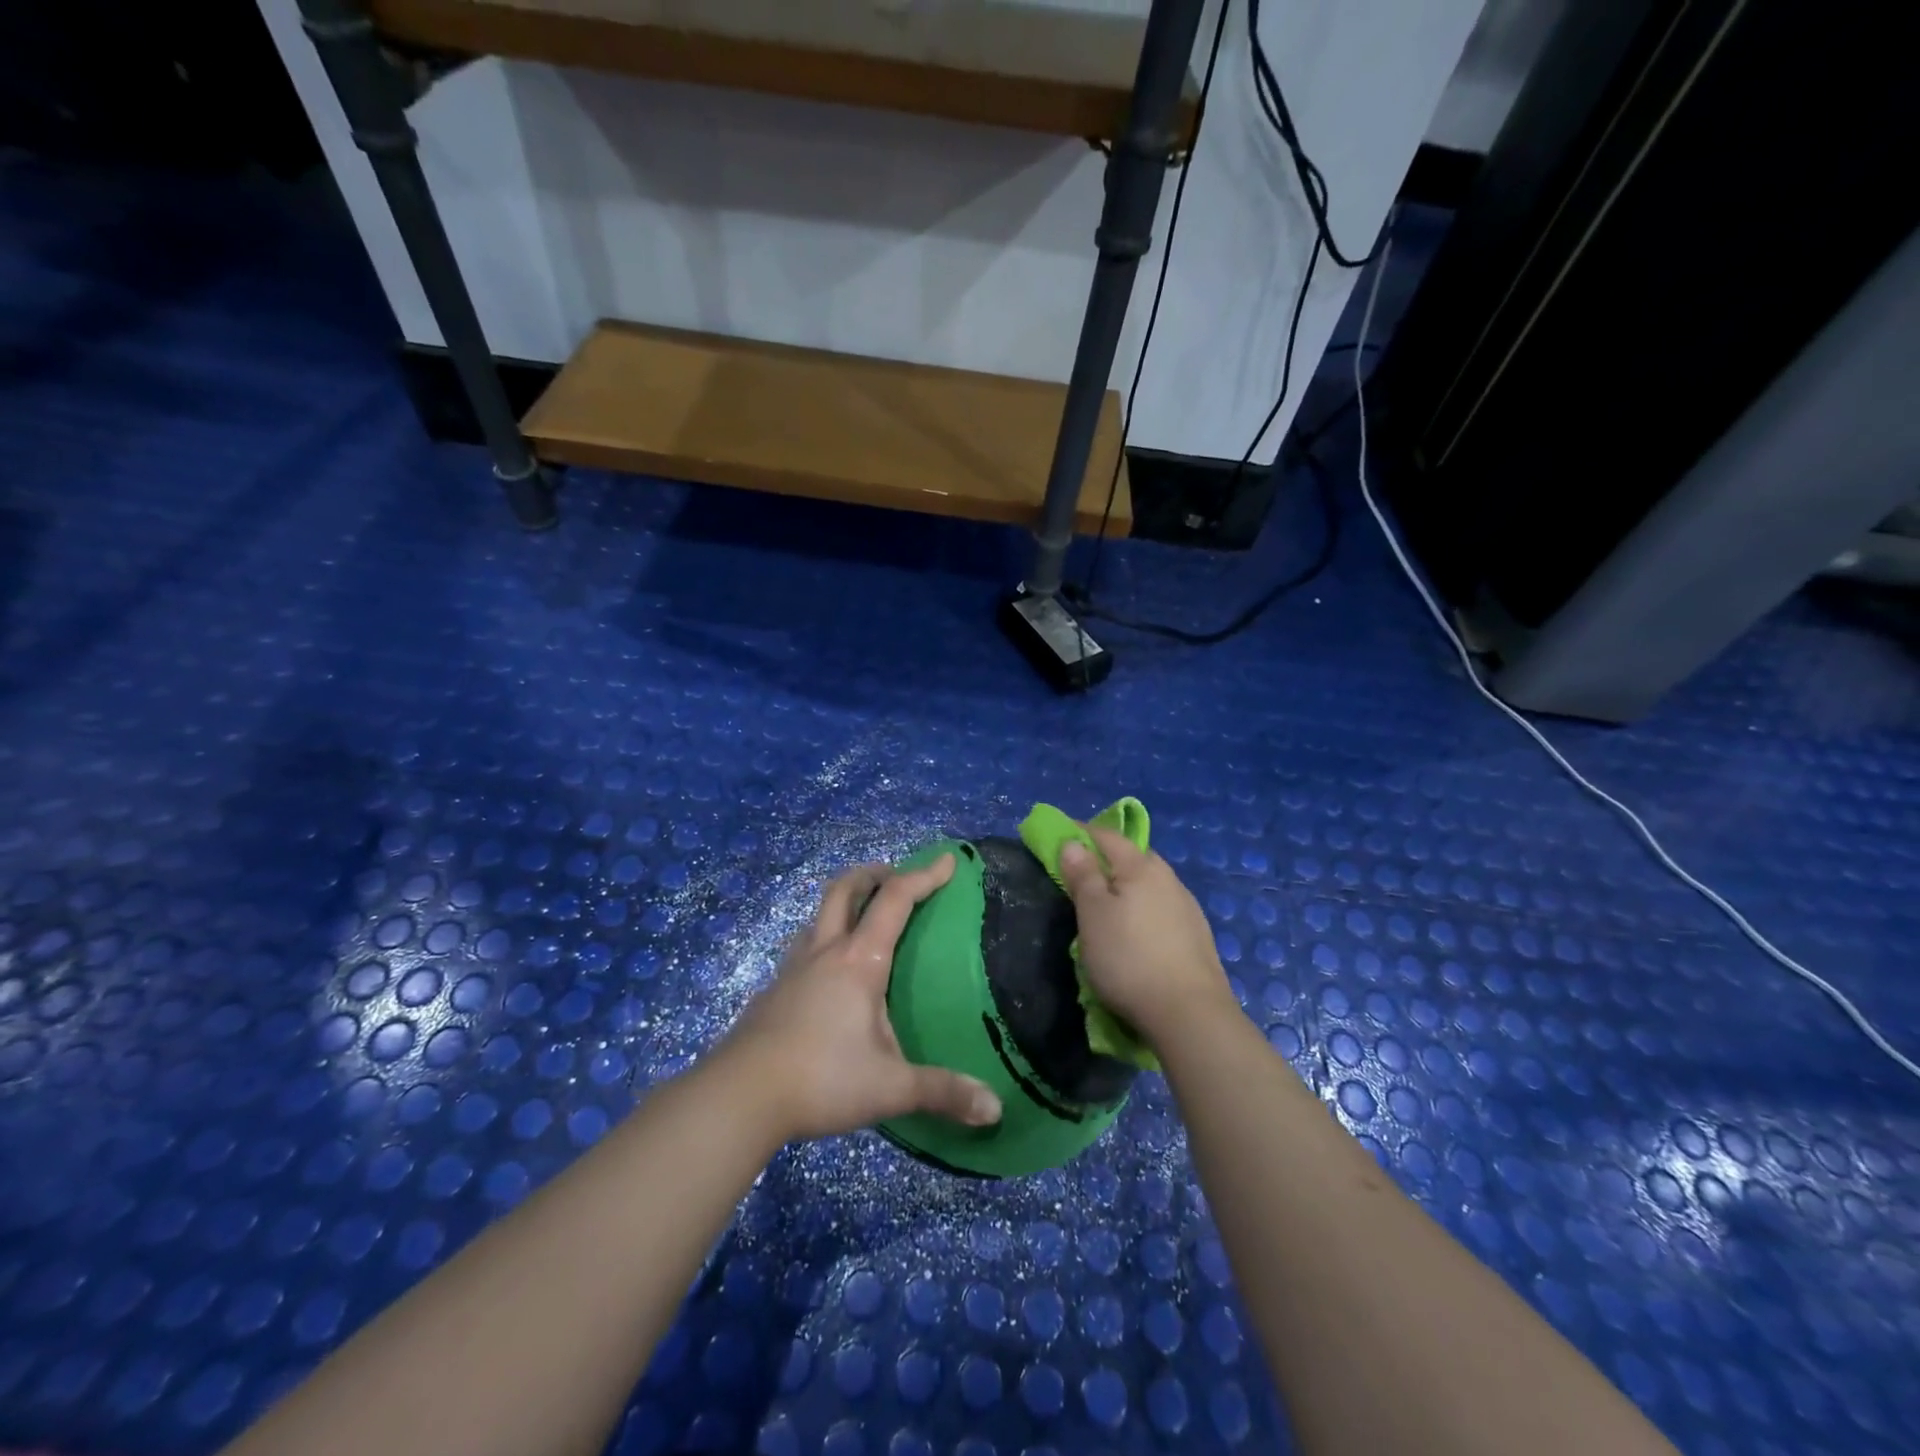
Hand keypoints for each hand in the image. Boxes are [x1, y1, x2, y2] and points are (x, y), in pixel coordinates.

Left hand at [716, 853, 1002, 1143]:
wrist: (738, 1096)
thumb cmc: (821, 1079)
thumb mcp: (889, 1088)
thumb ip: (942, 1092)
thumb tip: (995, 1109)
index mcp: (858, 961)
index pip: (895, 900)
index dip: (924, 876)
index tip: (947, 860)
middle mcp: (824, 952)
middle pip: (843, 890)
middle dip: (872, 874)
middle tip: (893, 876)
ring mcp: (792, 969)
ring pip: (818, 916)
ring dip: (842, 904)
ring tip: (861, 919)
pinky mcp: (773, 992)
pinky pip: (803, 949)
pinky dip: (823, 941)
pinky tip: (827, 975)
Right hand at [1057, 828, 1236, 1049]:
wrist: (1190, 1014)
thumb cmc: (1129, 958)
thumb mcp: (1092, 915)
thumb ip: (1083, 875)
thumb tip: (1073, 842)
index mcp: (1141, 867)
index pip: (1108, 836)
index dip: (1081, 832)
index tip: (1060, 837)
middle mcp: (1168, 879)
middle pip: (1133, 858)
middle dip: (1107, 859)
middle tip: (1082, 875)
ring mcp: (1187, 908)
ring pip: (1150, 884)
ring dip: (1128, 887)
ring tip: (1108, 907)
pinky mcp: (1197, 936)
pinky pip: (1162, 909)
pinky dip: (1144, 910)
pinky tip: (1138, 932)